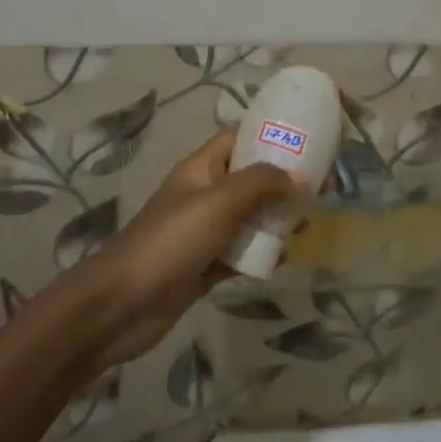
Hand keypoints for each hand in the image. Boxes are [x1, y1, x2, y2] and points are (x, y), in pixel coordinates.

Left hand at [64, 132, 301, 370]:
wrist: (123, 304)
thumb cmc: (171, 241)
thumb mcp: (219, 203)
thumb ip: (261, 184)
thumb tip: (301, 177)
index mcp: (200, 170)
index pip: (237, 139)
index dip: (269, 137)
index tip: (308, 144)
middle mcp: (202, 196)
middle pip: (247, 180)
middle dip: (280, 183)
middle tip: (317, 191)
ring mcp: (203, 233)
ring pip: (247, 218)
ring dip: (274, 220)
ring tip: (306, 225)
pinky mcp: (204, 267)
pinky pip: (240, 253)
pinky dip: (260, 254)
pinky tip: (283, 259)